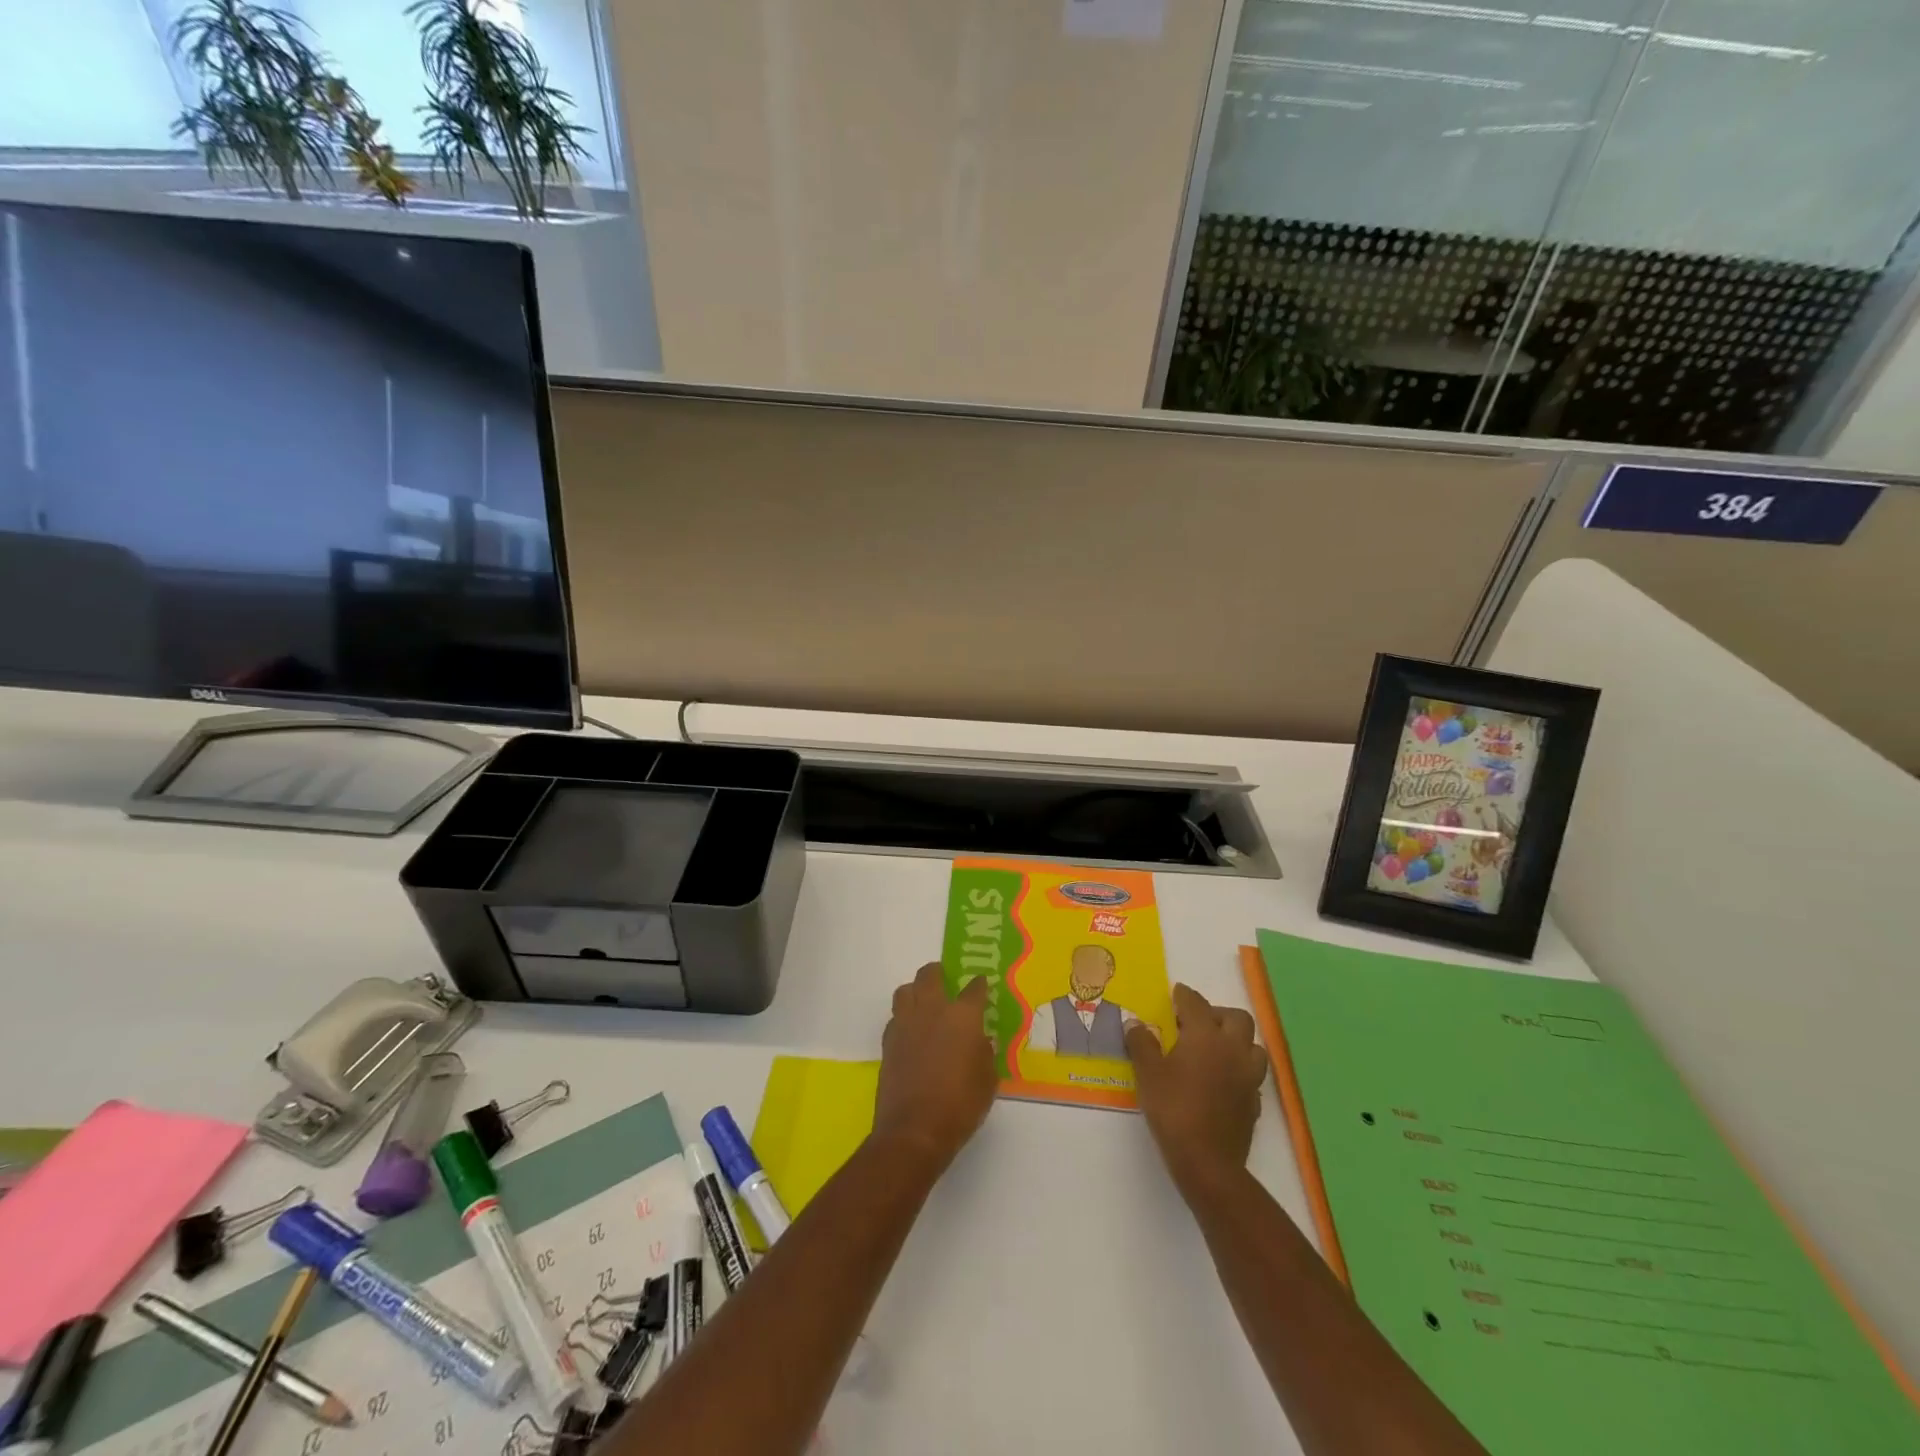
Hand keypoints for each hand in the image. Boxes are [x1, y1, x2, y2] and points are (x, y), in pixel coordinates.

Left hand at [873, 963, 997, 1177]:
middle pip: (930, 975)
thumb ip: (985, 1053)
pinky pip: (895, 1017)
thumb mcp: (988, 1080)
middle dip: (939, 972)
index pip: (974, 988)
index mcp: (962, 1016)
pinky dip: (904, 1017)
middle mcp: (932, 1010)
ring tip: (925, 1003)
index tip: (982, 985)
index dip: (979, 985)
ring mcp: (906, 1023)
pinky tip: (912, 1032)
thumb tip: (980, 1040)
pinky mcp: (888, 1041)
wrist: (914, 1130)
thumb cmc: (960, 1105)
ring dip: (916, 990)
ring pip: (906, 990)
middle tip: (946, 980)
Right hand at [1127, 983, 1267, 1197]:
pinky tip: (1222, 1080)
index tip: (1176, 993)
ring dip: (1236, 1041)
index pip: (1196, 1003)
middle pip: (1237, 1018)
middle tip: (1196, 1022)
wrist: (1207, 1161)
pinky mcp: (1254, 1101)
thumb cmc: (1173, 1109)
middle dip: (1217, 1013)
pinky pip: (1251, 1074)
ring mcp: (1248, 1076)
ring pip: (1252, 1046)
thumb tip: (1135, 1023)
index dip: (1184, 995)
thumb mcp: (1148, 1073)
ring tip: (1214, 1049)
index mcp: (1206, 1035)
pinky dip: (1239, 1069)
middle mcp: (1233, 1049)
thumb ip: (1141, 1043)